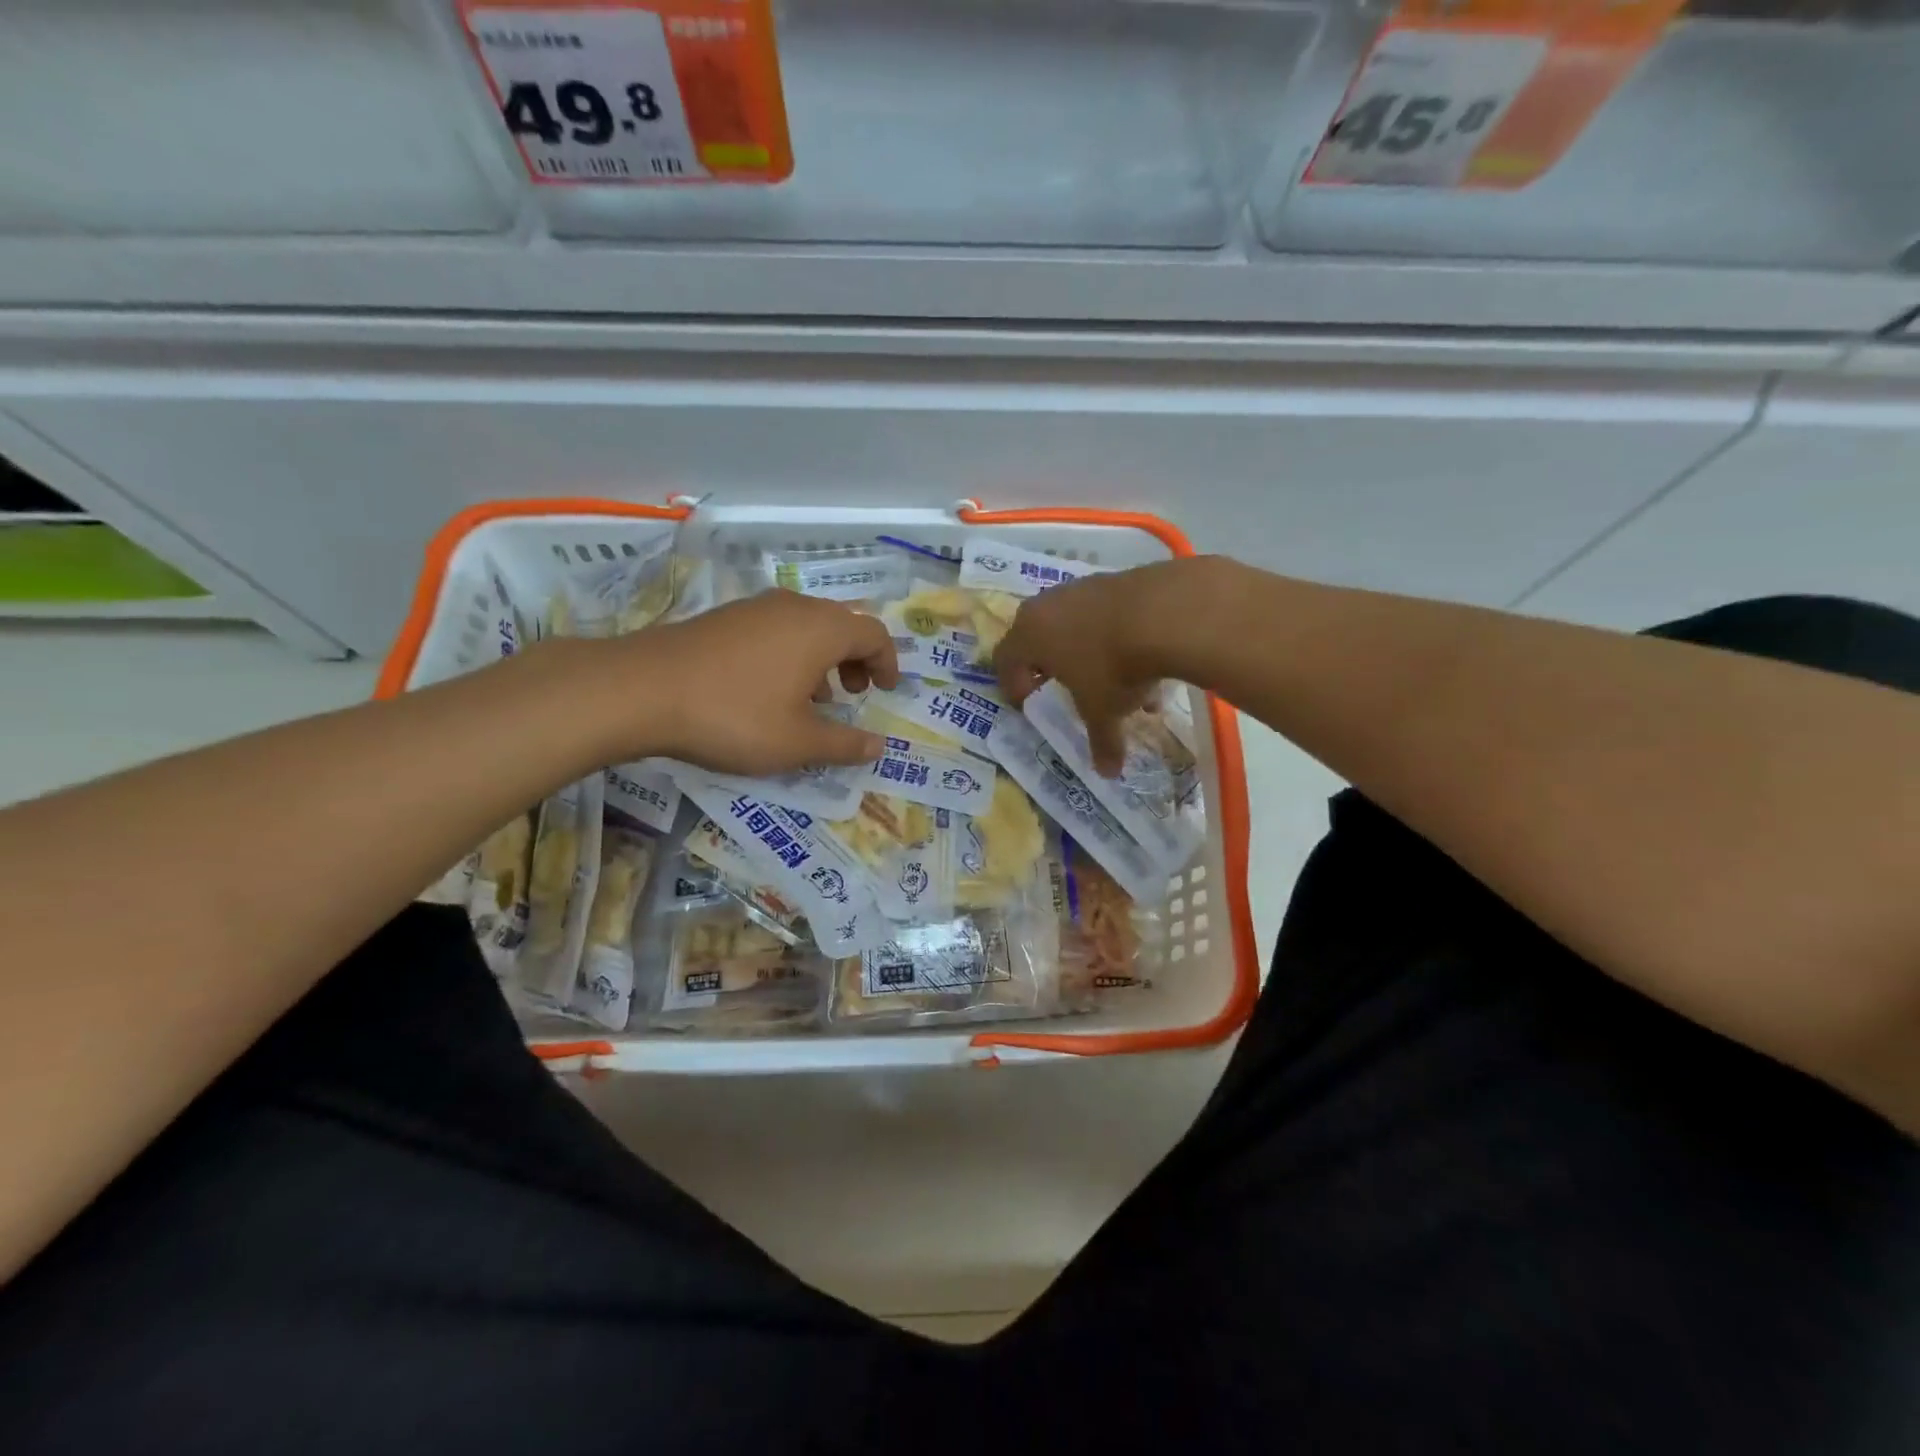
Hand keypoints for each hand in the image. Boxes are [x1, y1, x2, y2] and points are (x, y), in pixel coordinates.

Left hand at [591, 591, 899, 772]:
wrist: (641, 690)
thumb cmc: (734, 716)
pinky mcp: (724, 618)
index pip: (874, 634)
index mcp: (821, 630)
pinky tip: (770, 690)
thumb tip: (878, 745)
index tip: (887, 691)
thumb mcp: (797, 742)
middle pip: (842, 624)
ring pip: (807, 626)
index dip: (887, 663)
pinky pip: (776, 629)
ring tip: (814, 698)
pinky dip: (791, 654)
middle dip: (856, 659)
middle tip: (854, 695)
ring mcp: (755, 608)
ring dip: (823, 658)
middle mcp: (794, 608)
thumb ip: (844, 744)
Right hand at [993, 557, 1215, 774]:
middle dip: (1050, 665)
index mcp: (1028, 635)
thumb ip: (1101, 741)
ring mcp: (1083, 587)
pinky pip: (1106, 613)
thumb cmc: (1113, 668)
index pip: (1004, 659)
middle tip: (1063, 686)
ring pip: (1076, 624)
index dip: (1012, 685)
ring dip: (1089, 652)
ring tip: (1117, 683)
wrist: (1165, 613)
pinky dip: (1116, 636)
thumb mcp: (1104, 711)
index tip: (1027, 704)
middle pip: (1037, 636)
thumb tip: (1107, 773)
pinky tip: (1145, 660)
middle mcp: (1048, 606)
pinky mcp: (1116, 578)